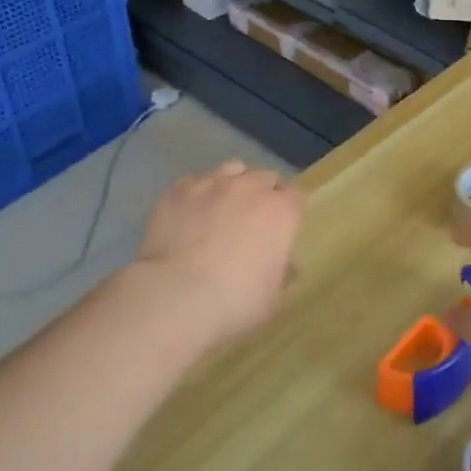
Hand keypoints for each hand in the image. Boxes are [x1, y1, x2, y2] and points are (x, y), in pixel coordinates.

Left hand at [135, 160, 304, 347]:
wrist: (175, 297)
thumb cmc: (234, 302)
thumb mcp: (273, 298)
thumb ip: (284, 274)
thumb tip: (286, 265)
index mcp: (281, 212)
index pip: (296, 195)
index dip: (289, 209)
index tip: (282, 227)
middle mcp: (250, 187)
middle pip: (265, 177)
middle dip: (263, 193)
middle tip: (252, 220)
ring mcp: (212, 184)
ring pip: (232, 169)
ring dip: (233, 184)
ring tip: (222, 207)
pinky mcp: (178, 190)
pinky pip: (195, 181)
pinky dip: (198, 193)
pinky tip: (190, 214)